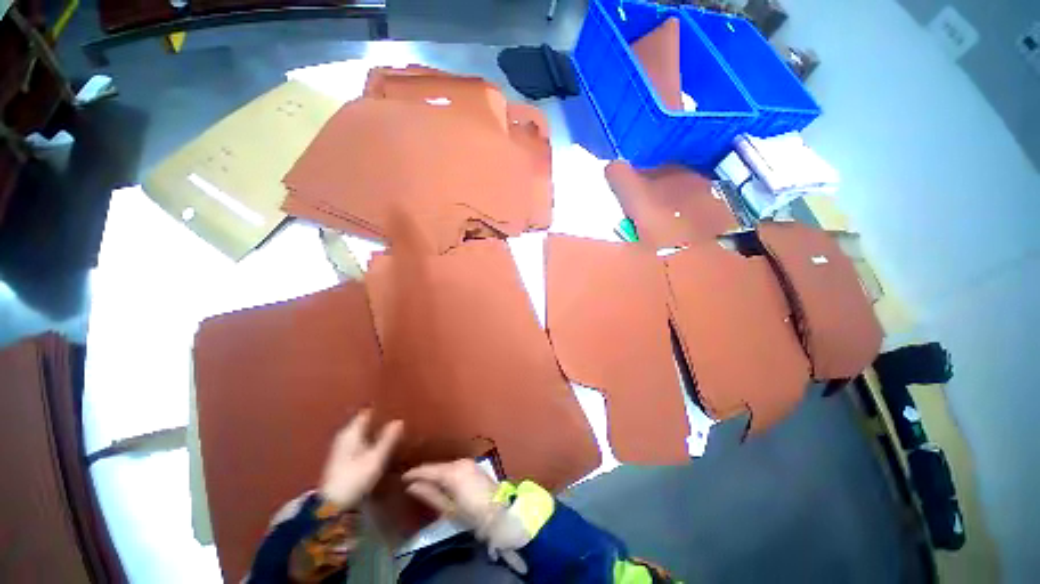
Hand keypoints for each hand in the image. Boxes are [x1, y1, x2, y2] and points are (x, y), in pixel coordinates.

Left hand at [319, 410, 402, 508]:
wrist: (331, 506)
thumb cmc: (354, 479)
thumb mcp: (375, 459)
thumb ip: (387, 439)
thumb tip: (399, 420)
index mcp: (351, 432)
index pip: (366, 413)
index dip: (380, 409)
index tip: (395, 406)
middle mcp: (344, 436)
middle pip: (363, 422)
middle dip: (378, 419)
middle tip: (396, 416)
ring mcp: (341, 448)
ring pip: (361, 432)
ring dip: (374, 430)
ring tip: (391, 429)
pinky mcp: (341, 459)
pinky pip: (358, 441)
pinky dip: (369, 439)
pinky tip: (379, 443)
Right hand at [402, 460, 497, 529]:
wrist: (498, 511)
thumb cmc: (471, 514)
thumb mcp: (447, 508)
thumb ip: (429, 495)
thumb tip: (412, 486)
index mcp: (452, 472)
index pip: (429, 470)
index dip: (414, 473)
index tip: (403, 478)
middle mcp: (460, 462)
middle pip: (438, 467)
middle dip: (425, 474)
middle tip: (411, 482)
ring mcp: (468, 462)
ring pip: (446, 466)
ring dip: (436, 473)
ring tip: (424, 483)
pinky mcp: (473, 465)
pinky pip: (455, 467)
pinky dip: (446, 473)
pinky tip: (441, 481)